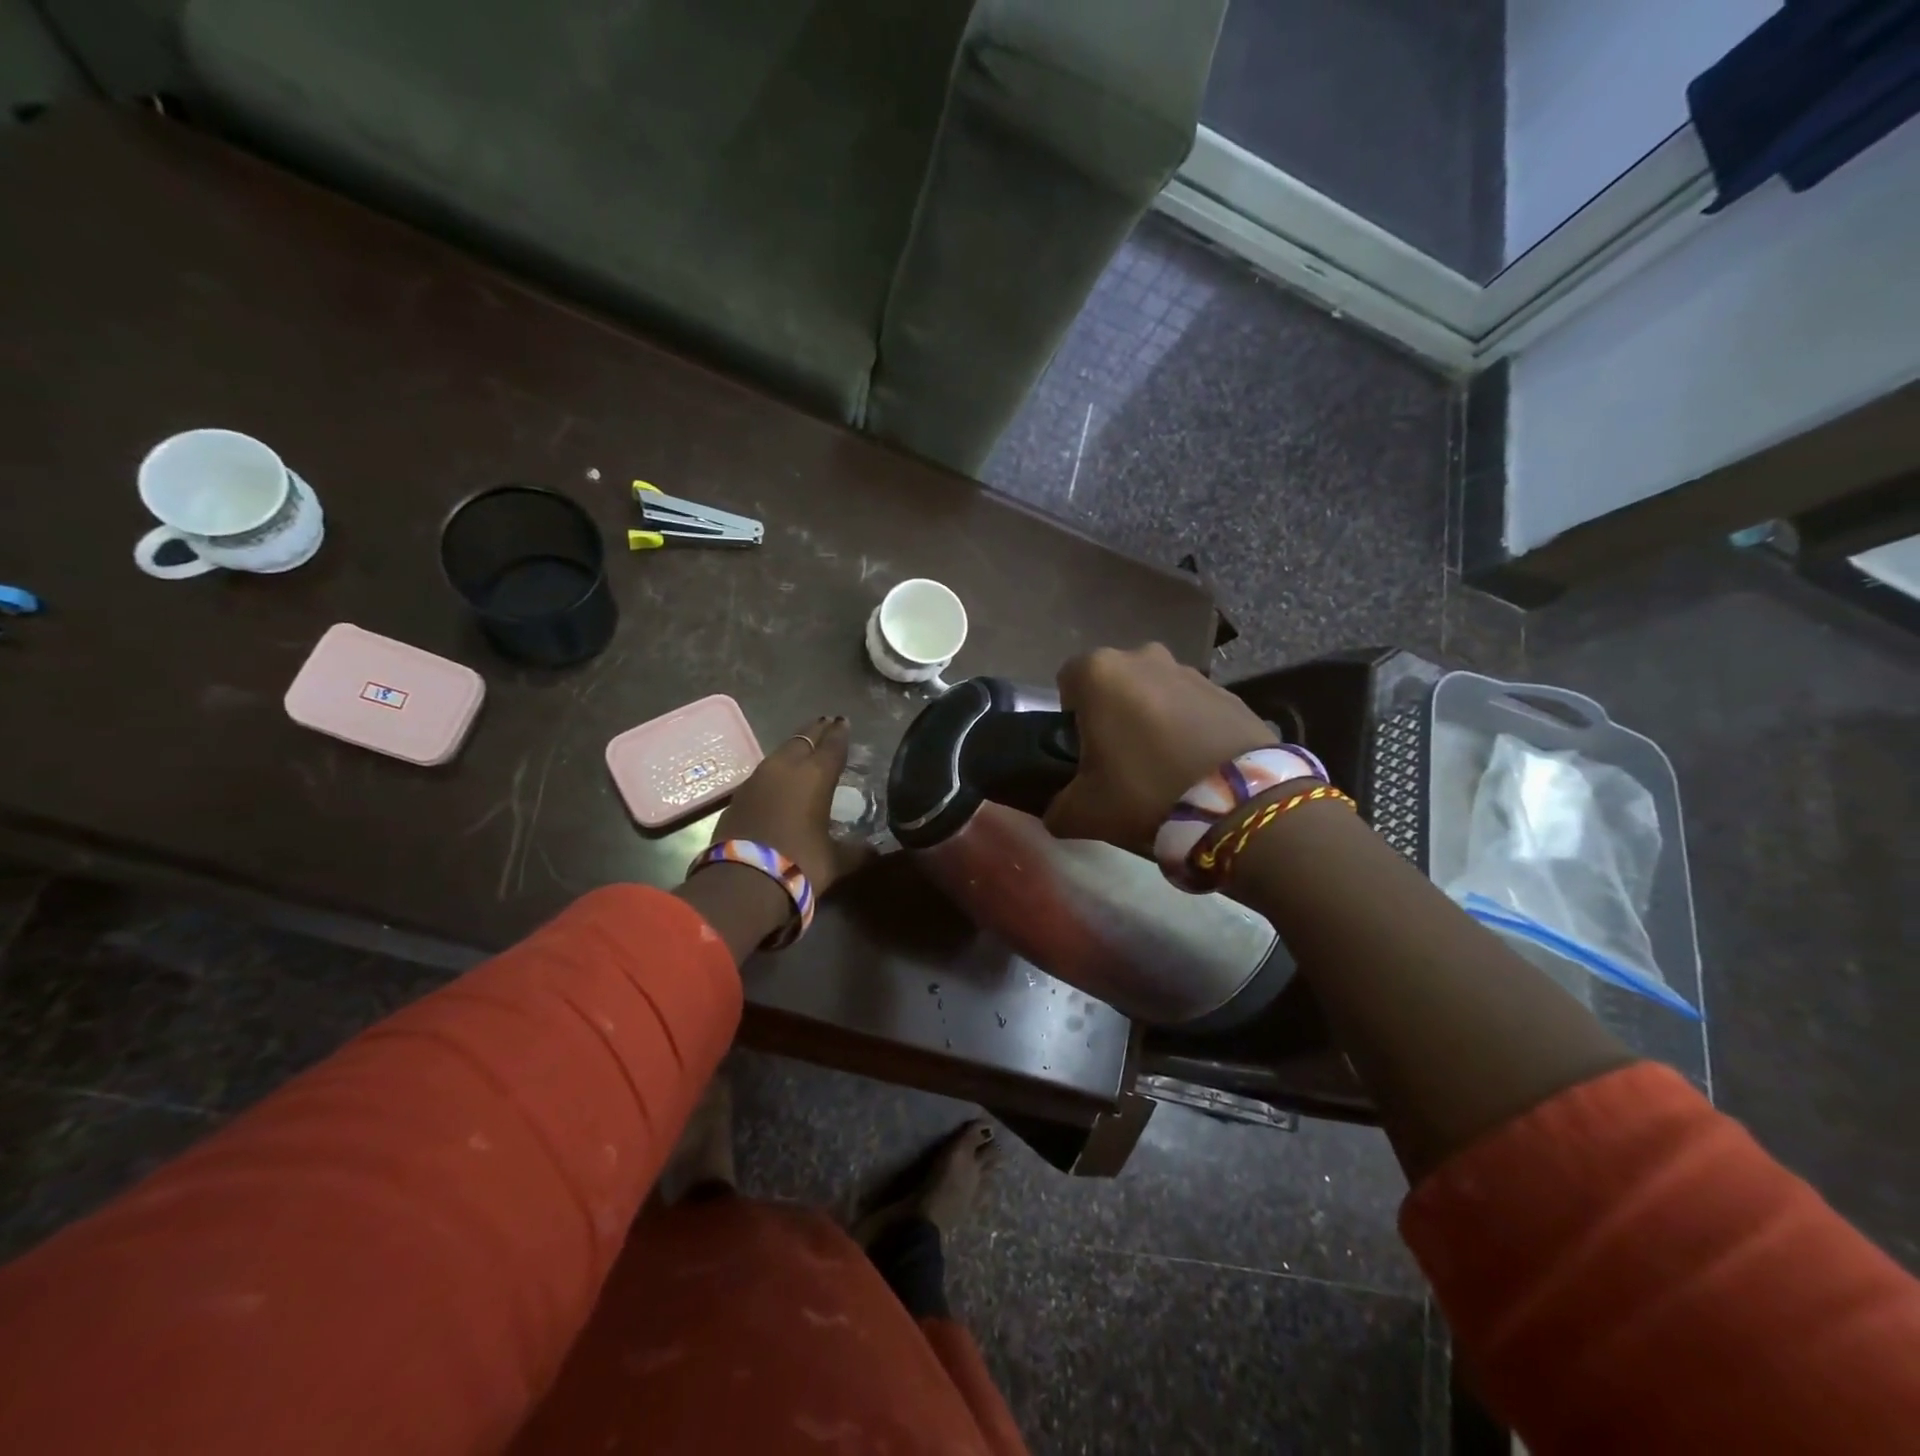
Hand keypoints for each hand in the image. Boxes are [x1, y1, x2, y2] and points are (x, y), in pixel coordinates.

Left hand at [713, 716, 869, 892]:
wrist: (742, 882)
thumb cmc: (799, 864)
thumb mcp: (836, 861)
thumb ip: (858, 852)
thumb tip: (876, 851)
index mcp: (816, 775)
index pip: (832, 745)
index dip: (840, 733)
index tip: (844, 722)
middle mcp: (786, 767)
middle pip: (804, 739)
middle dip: (817, 731)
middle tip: (826, 724)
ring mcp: (758, 778)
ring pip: (780, 752)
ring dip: (795, 747)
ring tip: (805, 746)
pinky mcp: (739, 794)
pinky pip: (764, 771)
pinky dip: (777, 769)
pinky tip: (780, 776)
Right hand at [1045, 644, 1276, 849]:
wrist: (1240, 803)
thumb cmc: (1145, 791)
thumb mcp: (1084, 812)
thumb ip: (1058, 808)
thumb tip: (1057, 812)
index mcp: (1099, 672)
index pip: (1067, 681)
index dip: (1069, 718)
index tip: (1083, 753)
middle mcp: (1143, 657)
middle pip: (1113, 684)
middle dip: (1112, 714)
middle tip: (1120, 761)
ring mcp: (1190, 671)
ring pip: (1154, 692)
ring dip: (1151, 718)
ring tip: (1162, 766)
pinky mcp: (1228, 691)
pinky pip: (1192, 706)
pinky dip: (1188, 727)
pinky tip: (1195, 766)